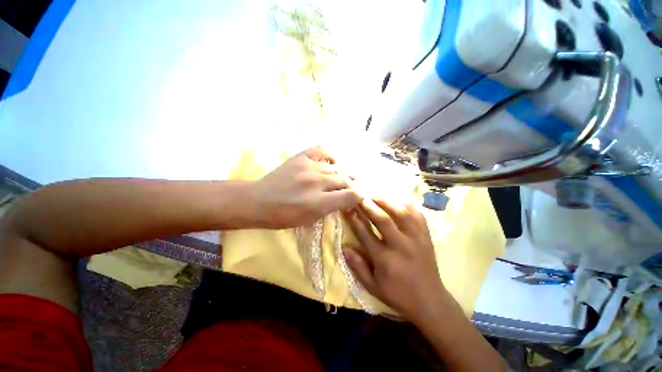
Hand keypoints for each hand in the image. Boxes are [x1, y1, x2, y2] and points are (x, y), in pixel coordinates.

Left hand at [253, 146, 360, 228]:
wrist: (259, 201)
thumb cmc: (284, 216)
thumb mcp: (310, 219)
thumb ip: (331, 208)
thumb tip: (345, 198)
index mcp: (318, 202)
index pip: (351, 195)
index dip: (358, 196)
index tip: (358, 198)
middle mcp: (316, 182)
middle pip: (346, 180)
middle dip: (353, 185)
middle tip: (355, 187)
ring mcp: (308, 167)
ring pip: (336, 168)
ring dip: (343, 173)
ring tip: (346, 177)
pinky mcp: (300, 157)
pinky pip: (322, 150)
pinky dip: (330, 155)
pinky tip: (332, 162)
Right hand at [343, 199, 448, 324]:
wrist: (430, 302)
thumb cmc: (398, 295)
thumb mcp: (373, 287)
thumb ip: (357, 266)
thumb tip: (344, 247)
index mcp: (385, 259)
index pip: (365, 234)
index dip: (355, 219)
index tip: (348, 208)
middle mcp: (401, 246)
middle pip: (383, 219)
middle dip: (369, 206)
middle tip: (360, 196)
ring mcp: (416, 239)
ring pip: (401, 213)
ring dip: (387, 202)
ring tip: (376, 195)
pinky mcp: (426, 237)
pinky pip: (418, 216)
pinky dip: (408, 205)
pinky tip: (399, 200)